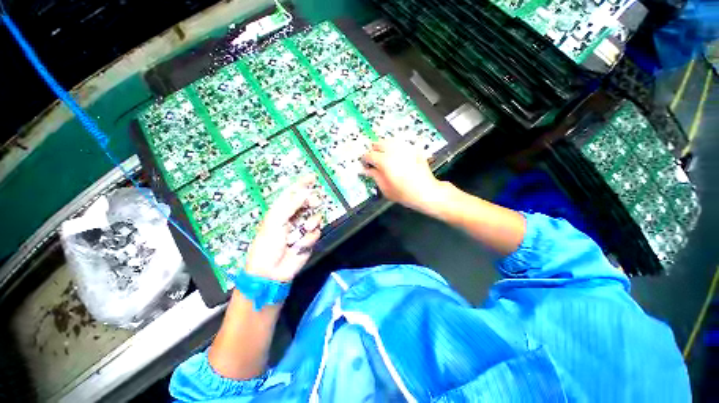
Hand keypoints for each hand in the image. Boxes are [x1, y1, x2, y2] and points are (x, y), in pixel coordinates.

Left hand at [245, 176, 322, 281]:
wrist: (270, 272)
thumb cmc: (267, 245)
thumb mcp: (274, 222)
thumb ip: (289, 205)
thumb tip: (304, 193)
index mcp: (281, 211)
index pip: (293, 194)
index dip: (302, 184)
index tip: (313, 177)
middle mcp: (293, 217)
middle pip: (307, 203)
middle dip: (312, 201)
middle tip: (314, 201)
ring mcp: (302, 229)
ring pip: (315, 217)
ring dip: (310, 223)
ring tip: (299, 233)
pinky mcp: (309, 240)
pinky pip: (316, 233)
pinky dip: (309, 238)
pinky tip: (299, 245)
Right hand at [361, 140, 444, 214]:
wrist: (426, 192)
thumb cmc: (405, 194)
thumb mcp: (385, 189)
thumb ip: (374, 177)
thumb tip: (367, 170)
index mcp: (384, 161)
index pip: (369, 155)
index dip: (365, 159)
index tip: (365, 164)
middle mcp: (394, 151)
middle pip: (378, 143)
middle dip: (374, 150)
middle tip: (374, 159)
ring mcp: (405, 148)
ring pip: (389, 140)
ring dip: (384, 146)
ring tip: (384, 155)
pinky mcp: (414, 149)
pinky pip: (401, 143)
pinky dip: (396, 147)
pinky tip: (397, 155)